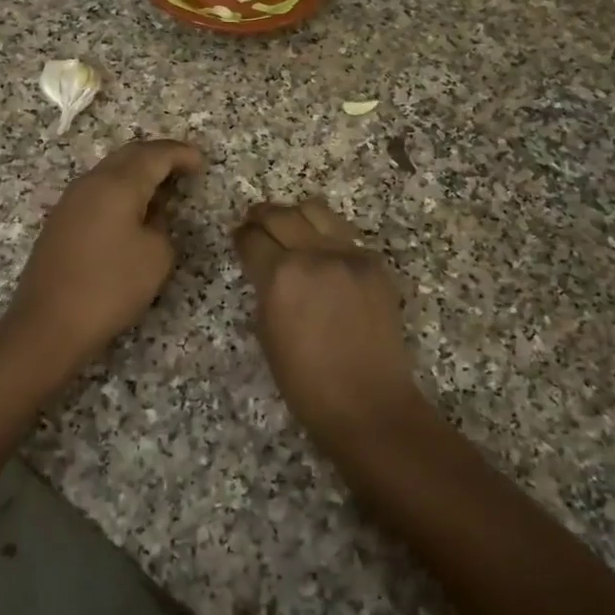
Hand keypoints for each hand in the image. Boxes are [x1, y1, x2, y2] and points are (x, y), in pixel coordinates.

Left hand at [1, 139, 204, 378]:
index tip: (201, 161)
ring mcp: (70, 201)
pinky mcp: (60, 221)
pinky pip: (97, 191)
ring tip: (162, 189)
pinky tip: (132, 211)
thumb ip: (162, 225)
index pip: (155, 155)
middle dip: (158, 157)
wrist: (48, 323)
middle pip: (129, 155)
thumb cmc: (110, 287)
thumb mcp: (156, 257)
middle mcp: (91, 182)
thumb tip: (151, 214)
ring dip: (137, 174)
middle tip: (184, 167)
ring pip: (110, 172)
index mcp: (117, 185)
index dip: (181, 154)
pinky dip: (120, 191)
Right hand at [233, 198, 422, 434]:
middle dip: (262, 217)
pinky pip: (344, 234)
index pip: (251, 237)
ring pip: (315, 211)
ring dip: (296, 216)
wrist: (367, 402)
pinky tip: (323, 254)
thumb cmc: (305, 381)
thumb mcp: (266, 333)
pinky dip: (327, 236)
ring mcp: (349, 255)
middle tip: (256, 224)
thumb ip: (264, 289)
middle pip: (280, 215)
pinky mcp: (374, 263)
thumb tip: (264, 268)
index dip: (241, 237)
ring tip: (291, 228)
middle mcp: (313, 255)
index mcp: (279, 276)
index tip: (240, 240)